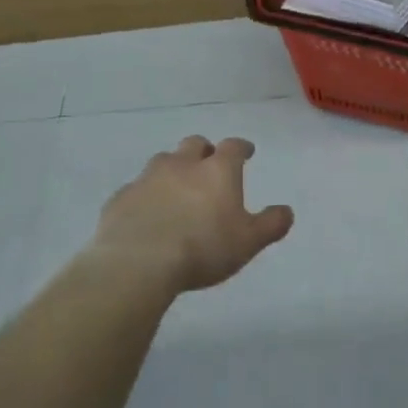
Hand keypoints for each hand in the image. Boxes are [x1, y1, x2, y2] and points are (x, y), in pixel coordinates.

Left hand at [93, 136, 293, 292]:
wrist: (138, 263)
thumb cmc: (203, 248)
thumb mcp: (249, 242)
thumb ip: (271, 225)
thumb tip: (286, 211)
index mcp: (217, 171)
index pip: (233, 147)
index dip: (242, 148)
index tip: (246, 152)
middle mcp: (182, 165)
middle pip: (194, 144)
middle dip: (204, 151)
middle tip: (209, 165)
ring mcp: (147, 179)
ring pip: (163, 161)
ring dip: (173, 169)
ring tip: (177, 188)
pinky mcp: (121, 198)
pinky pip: (137, 189)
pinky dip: (146, 195)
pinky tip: (148, 213)